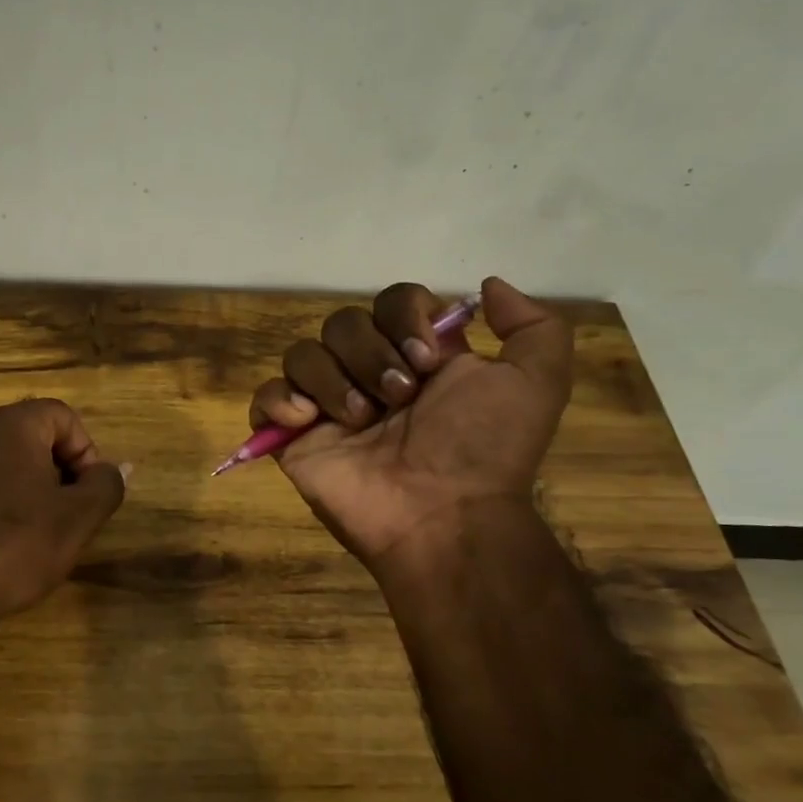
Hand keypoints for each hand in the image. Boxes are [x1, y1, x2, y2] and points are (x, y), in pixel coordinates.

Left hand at [0, 399, 126, 646]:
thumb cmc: (15, 546)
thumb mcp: (77, 518)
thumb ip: (105, 485)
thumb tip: (115, 469)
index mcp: (10, 426)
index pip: (62, 415)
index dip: (86, 451)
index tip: (87, 493)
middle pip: (31, 438)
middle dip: (58, 473)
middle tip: (67, 516)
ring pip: (2, 465)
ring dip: (28, 492)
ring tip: (36, 536)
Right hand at [247, 277, 571, 572]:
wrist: (442, 514)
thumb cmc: (484, 448)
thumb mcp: (537, 383)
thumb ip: (533, 326)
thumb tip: (486, 286)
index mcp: (417, 357)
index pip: (392, 301)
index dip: (405, 316)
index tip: (428, 358)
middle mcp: (368, 374)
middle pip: (343, 322)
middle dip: (371, 355)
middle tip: (398, 398)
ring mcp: (326, 406)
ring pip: (302, 353)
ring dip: (333, 381)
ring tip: (360, 421)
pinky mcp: (293, 437)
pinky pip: (265, 397)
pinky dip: (279, 401)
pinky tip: (307, 422)